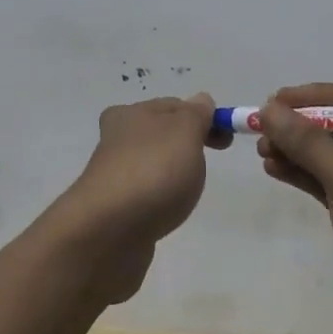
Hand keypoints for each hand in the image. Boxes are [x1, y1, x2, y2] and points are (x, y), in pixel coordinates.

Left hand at [50, 93, 227, 303]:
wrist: (107, 233)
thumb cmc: (152, 172)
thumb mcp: (184, 132)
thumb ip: (197, 114)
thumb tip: (201, 100)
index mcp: (129, 114)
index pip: (173, 106)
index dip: (202, 118)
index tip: (225, 142)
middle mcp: (116, 141)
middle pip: (160, 135)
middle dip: (186, 146)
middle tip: (206, 166)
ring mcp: (113, 177)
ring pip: (152, 166)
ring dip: (171, 174)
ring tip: (186, 193)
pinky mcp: (114, 209)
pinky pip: (145, 196)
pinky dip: (159, 200)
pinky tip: (165, 212)